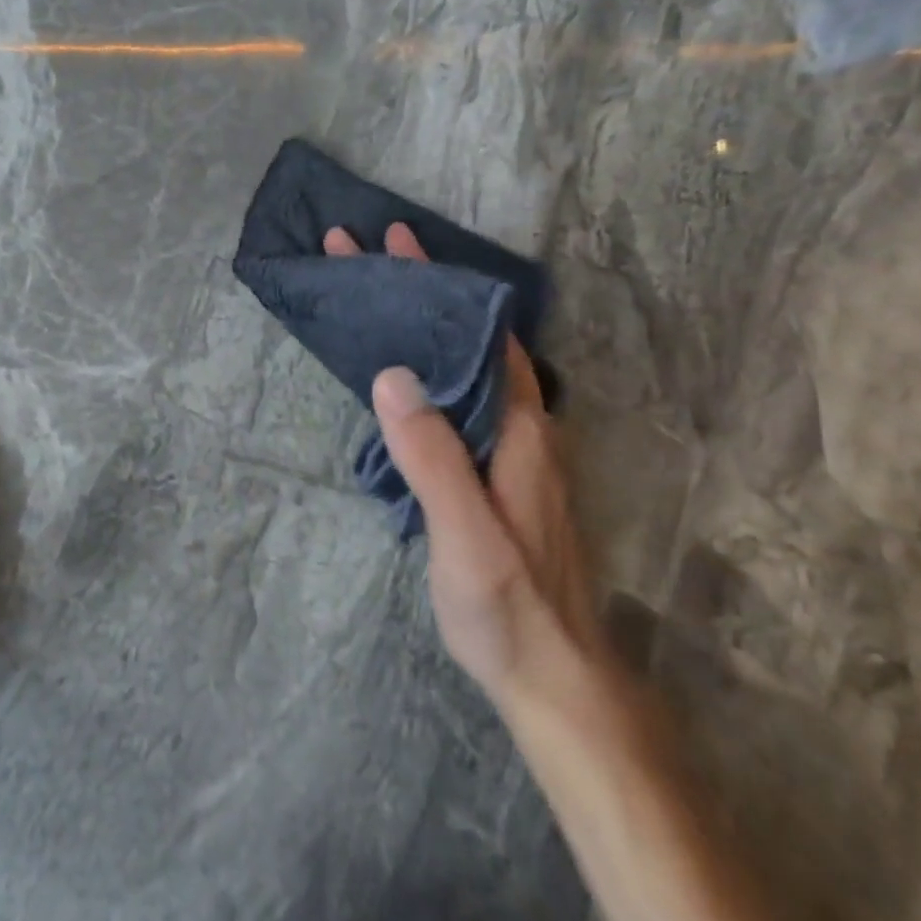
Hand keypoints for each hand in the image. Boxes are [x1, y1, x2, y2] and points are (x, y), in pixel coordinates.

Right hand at [324, 223, 600, 709]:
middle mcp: (520, 425)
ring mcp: (510, 449)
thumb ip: (433, 456)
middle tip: (365, 254)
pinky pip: (458, 395)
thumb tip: (392, 373)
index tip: (392, 243)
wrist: (555, 678)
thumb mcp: (467, 534)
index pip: (477, 332)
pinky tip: (402, 369)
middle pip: (469, 337)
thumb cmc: (509, 605)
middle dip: (420, 290)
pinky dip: (427, 362)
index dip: (435, 284)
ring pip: (464, 364)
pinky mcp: (495, 472)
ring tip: (376, 296)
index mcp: (518, 427)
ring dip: (422, 323)